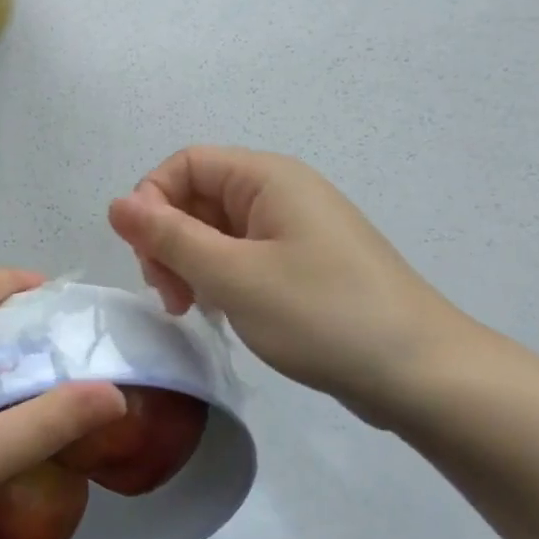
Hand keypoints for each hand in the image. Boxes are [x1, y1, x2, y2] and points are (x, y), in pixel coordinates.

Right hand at [108, 147, 467, 416]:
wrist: (421, 374)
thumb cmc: (322, 315)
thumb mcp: (233, 276)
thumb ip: (169, 237)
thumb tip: (117, 203)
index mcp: (267, 178)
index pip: (185, 164)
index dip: (152, 200)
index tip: (145, 255)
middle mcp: (280, 194)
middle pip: (198, 197)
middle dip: (169, 240)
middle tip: (169, 295)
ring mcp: (293, 230)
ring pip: (216, 231)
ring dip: (190, 264)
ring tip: (191, 309)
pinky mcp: (302, 265)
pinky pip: (242, 256)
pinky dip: (219, 279)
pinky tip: (220, 313)